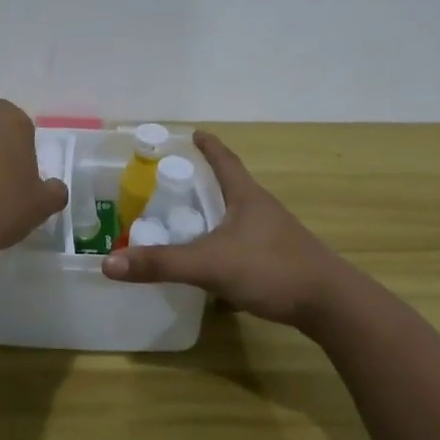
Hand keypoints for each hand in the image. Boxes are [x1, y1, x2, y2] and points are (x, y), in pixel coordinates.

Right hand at [102, 130, 353, 329]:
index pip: (225, 161)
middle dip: (206, 182)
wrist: (331, 305)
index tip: (194, 133)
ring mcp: (275, 236)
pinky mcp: (281, 261)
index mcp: (247, 197)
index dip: (209, 147)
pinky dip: (226, 246)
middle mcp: (262, 210)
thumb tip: (109, 263)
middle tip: (177, 181)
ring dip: (216, 215)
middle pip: (232, 187)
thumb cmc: (271, 269)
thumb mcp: (209, 264)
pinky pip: (246, 245)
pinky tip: (214, 265)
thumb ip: (161, 263)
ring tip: (190, 221)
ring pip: (239, 218)